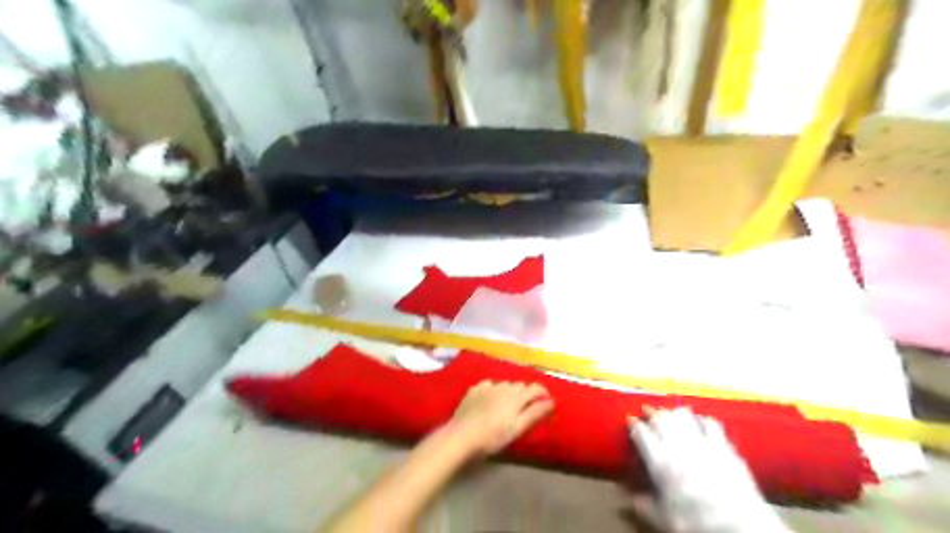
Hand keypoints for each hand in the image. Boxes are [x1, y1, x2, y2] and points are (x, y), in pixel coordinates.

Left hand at [448, 379, 553, 458]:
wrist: (462, 435)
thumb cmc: (493, 437)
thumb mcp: (518, 428)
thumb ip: (535, 413)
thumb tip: (551, 401)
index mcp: (517, 396)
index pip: (535, 388)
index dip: (543, 393)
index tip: (547, 403)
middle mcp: (504, 386)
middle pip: (520, 386)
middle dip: (527, 394)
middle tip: (527, 408)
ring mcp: (488, 386)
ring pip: (505, 384)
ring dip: (511, 392)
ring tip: (509, 405)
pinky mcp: (475, 389)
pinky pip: (489, 385)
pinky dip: (494, 390)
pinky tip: (491, 400)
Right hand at [629, 408, 790, 532]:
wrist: (740, 527)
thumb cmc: (696, 522)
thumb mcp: (663, 519)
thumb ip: (643, 505)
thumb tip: (626, 499)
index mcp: (659, 461)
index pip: (641, 432)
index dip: (633, 424)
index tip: (630, 419)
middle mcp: (678, 445)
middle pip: (660, 418)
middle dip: (651, 412)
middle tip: (647, 411)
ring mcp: (702, 442)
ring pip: (683, 415)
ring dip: (674, 412)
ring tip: (670, 414)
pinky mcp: (724, 446)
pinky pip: (710, 423)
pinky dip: (702, 420)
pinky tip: (700, 422)